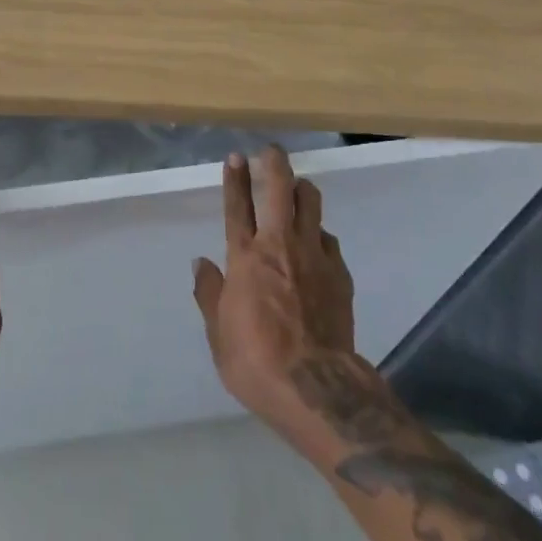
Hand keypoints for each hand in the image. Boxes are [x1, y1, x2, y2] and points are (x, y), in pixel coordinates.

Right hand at [192, 146, 357, 447]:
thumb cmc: (256, 361)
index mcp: (245, 257)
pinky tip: (316, 245)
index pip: (237, 205)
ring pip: (311, 204)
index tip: (236, 156)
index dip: (235, 178)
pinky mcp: (339, 274)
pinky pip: (328, 239)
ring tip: (298, 190)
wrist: (316, 388)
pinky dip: (319, 234)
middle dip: (275, 164)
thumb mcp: (219, 334)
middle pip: (280, 189)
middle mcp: (279, 245)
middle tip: (272, 152)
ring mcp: (313, 256)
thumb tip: (202, 264)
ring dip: (302, 191)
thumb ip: (210, 294)